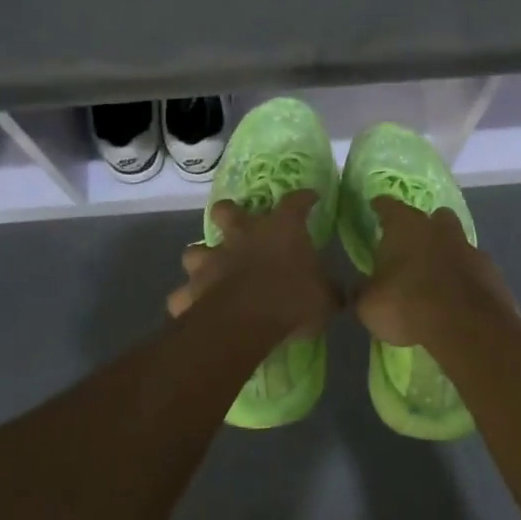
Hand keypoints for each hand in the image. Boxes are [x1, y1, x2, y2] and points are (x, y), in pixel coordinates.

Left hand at [166, 192, 336, 338]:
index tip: (310, 198)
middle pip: (227, 210)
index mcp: (280, 230)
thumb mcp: (326, 299)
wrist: (245, 321)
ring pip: (195, 250)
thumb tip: (337, 294)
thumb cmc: (292, 299)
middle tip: (236, 225)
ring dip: (202, 259)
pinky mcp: (191, 289)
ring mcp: (211, 260)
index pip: (295, 202)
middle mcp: (242, 236)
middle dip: (229, 214)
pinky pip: (182, 295)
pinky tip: (196, 308)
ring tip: (210, 270)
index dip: (304, 198)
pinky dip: (188, 300)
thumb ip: (330, 292)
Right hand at [355, 198, 519, 348]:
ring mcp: (470, 249)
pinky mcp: (492, 273)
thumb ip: (363, 291)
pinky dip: (466, 279)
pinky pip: (475, 270)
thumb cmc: (407, 305)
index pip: (389, 206)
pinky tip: (459, 298)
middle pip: (434, 217)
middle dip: (426, 226)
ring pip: (458, 242)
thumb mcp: (369, 304)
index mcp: (405, 227)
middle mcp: (439, 229)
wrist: (466, 326)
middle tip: (413, 244)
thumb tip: (360, 287)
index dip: (381, 207)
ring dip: (448, 254)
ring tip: (437, 277)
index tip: (376, 206)